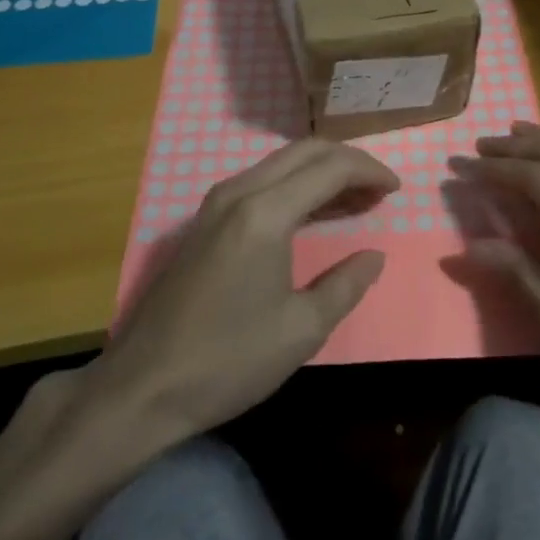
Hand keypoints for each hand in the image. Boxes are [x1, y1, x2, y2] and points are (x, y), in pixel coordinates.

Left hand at [89, 139, 396, 446]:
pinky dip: (295, 185)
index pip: (330, 168)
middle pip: (305, 152)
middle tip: (379, 189)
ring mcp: (215, 204)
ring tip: (356, 199)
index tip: (397, 188)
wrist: (142, 387)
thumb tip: (373, 256)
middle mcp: (239, 192)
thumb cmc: (228, 360)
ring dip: (321, 172)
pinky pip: (261, 182)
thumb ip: (346, 284)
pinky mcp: (204, 221)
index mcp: (265, 213)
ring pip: (281, 163)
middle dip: (348, 162)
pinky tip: (312, 212)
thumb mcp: (302, 330)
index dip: (369, 171)